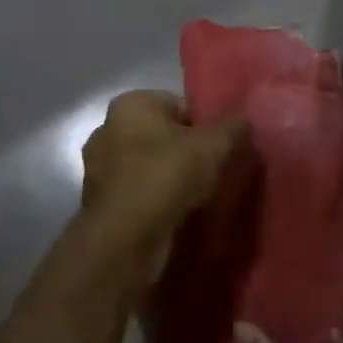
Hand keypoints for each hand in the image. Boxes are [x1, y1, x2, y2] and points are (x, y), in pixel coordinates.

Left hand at [80, 91, 248, 264]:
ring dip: (169, 179)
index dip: (205, 127)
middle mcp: (107, 129)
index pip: (180, 106)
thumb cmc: (167, 176)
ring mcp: (98, 168)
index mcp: (131, 104)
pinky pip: (137, 193)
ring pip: (148, 166)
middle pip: (163, 136)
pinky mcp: (98, 202)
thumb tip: (244, 120)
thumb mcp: (214, 146)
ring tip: (196, 198)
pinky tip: (174, 214)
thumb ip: (233, 128)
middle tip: (212, 173)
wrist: (125, 238)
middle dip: (186, 152)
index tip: (221, 150)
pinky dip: (154, 200)